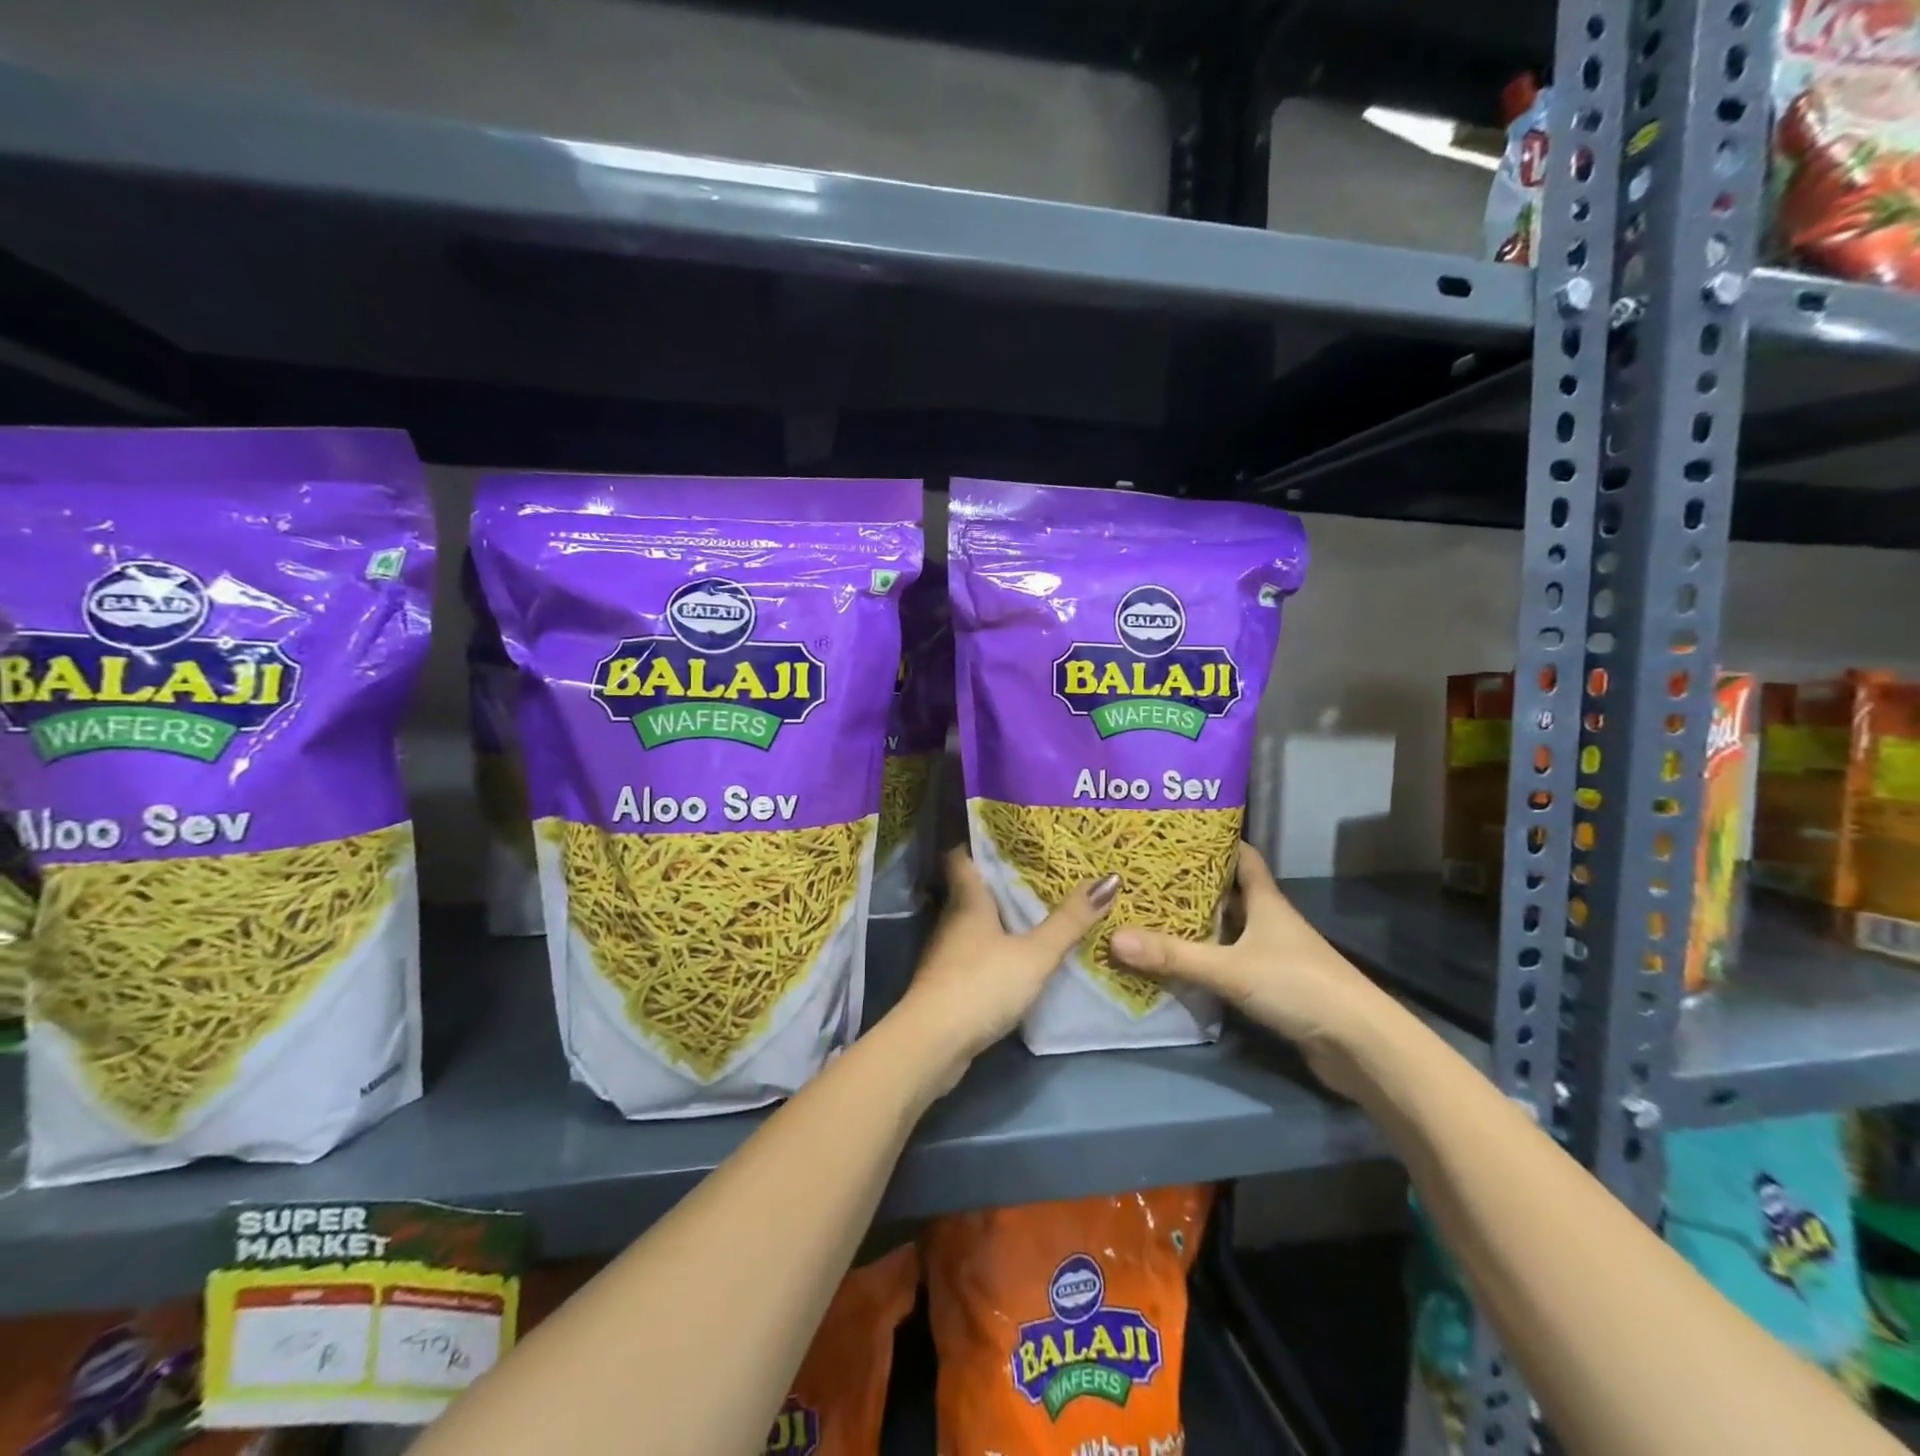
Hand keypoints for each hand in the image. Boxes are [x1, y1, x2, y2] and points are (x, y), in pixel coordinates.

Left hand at [897, 848, 1118, 1090]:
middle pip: (971, 890)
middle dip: (999, 880)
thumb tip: (1110, 877)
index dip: (978, 843)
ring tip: (1035, 909)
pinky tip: (1017, 955)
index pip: (962, 857)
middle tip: (1037, 870)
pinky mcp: (948, 983)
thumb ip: (1069, 921)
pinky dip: (994, 948)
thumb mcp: (1034, 954)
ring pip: (973, 923)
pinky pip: (975, 953)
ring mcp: (947, 953)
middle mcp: (952, 920)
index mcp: (968, 901)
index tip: (1006, 833)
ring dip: (998, 916)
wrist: (933, 1043)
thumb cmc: (981, 985)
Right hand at [1109, 842, 1398, 1096]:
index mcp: (1266, 902)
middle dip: (1192, 883)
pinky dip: (1206, 957)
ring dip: (1198, 922)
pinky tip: (1178, 962)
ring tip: (1151, 912)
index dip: (1215, 840)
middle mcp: (1270, 921)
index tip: (1177, 832)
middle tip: (1147, 874)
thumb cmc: (1300, 986)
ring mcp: (1274, 954)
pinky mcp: (1274, 986)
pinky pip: (1230, 960)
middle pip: (1229, 892)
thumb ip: (1174, 956)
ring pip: (1229, 928)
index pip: (1243, 856)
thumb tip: (1113, 936)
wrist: (1360, 1045)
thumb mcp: (1231, 968)